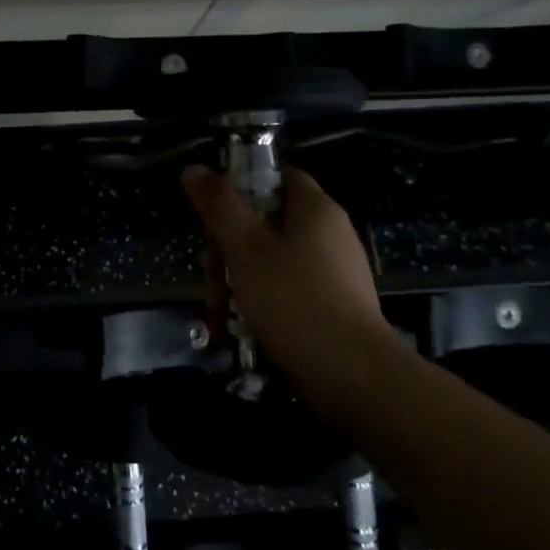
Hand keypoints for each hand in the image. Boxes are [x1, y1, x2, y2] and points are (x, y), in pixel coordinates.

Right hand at [181, 164, 393, 408]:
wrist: (356, 380)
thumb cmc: (296, 301)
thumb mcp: (246, 248)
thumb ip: (218, 205)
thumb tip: (193, 169)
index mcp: (315, 209)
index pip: (275, 176)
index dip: (239, 188)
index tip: (212, 216)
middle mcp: (328, 235)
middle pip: (264, 223)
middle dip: (226, 250)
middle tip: (211, 278)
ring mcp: (331, 274)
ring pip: (268, 262)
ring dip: (235, 283)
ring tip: (219, 314)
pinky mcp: (330, 308)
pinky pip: (284, 292)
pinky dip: (258, 305)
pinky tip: (237, 331)